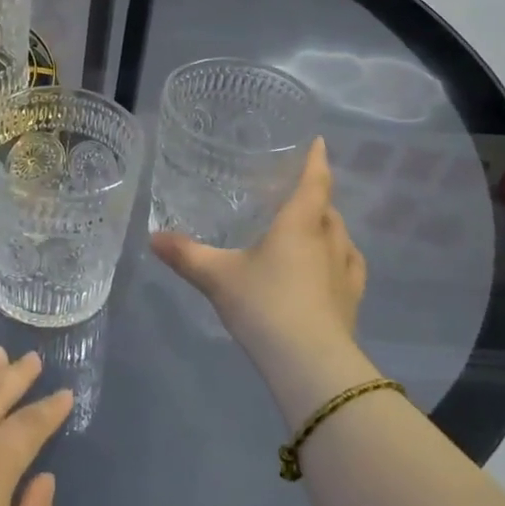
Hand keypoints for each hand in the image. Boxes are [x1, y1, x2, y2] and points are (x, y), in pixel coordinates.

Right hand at [151, 138, 376, 422]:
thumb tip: (152, 237)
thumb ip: (186, 255)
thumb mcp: (216, 277)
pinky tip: (330, 268)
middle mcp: (329, 240)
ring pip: (342, 237)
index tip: (319, 141)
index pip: (314, 181)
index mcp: (300, 223)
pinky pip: (350, 268)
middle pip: (328, 208)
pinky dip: (340, 259)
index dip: (316, 159)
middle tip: (294, 194)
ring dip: (329, 228)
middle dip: (315, 198)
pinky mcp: (352, 301)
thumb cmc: (264, 304)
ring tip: (310, 230)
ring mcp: (345, 272)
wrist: (310, 363)